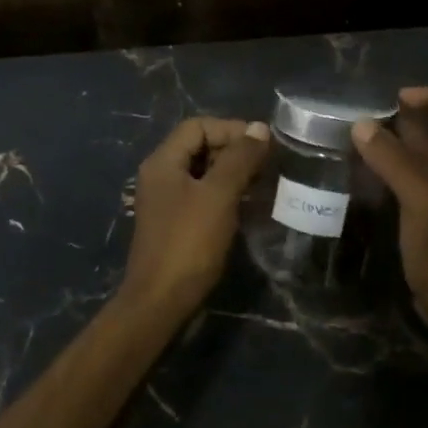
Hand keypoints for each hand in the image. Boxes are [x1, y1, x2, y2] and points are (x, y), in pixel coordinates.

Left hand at [119, 117, 270, 322]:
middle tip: (266, 165)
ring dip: (232, 173)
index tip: (262, 145)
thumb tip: (259, 128)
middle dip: (234, 150)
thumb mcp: (219, 195)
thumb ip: (239, 159)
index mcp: (163, 162)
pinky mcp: (175, 224)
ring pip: (203, 173)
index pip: (198, 126)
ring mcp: (166, 202)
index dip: (231, 129)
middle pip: (199, 147)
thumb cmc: (189, 243)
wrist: (160, 301)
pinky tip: (246, 206)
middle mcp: (160, 176)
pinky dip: (225, 194)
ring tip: (262, 184)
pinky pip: (202, 196)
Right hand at [353, 88, 427, 337]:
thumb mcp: (420, 199)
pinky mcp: (425, 217)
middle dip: (402, 119)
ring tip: (355, 143)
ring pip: (416, 157)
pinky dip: (386, 174)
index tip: (395, 98)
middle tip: (363, 119)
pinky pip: (406, 184)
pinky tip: (362, 178)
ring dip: (390, 146)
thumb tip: (362, 124)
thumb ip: (393, 160)